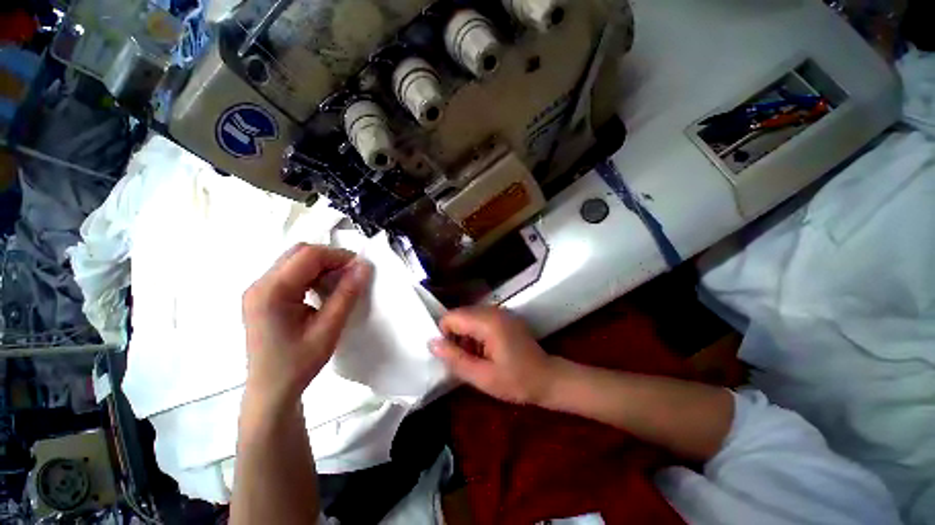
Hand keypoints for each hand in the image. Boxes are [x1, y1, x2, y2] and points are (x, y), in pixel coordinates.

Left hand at [242, 244, 372, 408]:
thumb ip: (347, 295)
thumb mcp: (328, 329)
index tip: (360, 269)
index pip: (308, 255)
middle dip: (331, 258)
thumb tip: (364, 266)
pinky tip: (323, 291)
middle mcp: (260, 284)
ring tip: (340, 284)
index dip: (338, 256)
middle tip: (351, 275)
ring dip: (322, 266)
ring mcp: (258, 289)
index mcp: (271, 292)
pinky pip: (291, 272)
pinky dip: (312, 274)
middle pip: (299, 252)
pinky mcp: (263, 296)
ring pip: (295, 260)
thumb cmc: (298, 364)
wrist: (271, 391)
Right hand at [430, 307, 557, 404]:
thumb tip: (431, 342)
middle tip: (464, 359)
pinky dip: (475, 332)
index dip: (445, 335)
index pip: (451, 317)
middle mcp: (493, 310)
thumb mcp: (482, 377)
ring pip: (468, 316)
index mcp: (488, 322)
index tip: (453, 356)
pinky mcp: (504, 316)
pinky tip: (485, 350)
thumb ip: (455, 358)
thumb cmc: (516, 381)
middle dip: (455, 335)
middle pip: (459, 314)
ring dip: (465, 334)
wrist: (548, 379)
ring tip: (475, 357)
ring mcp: (500, 311)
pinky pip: (480, 318)